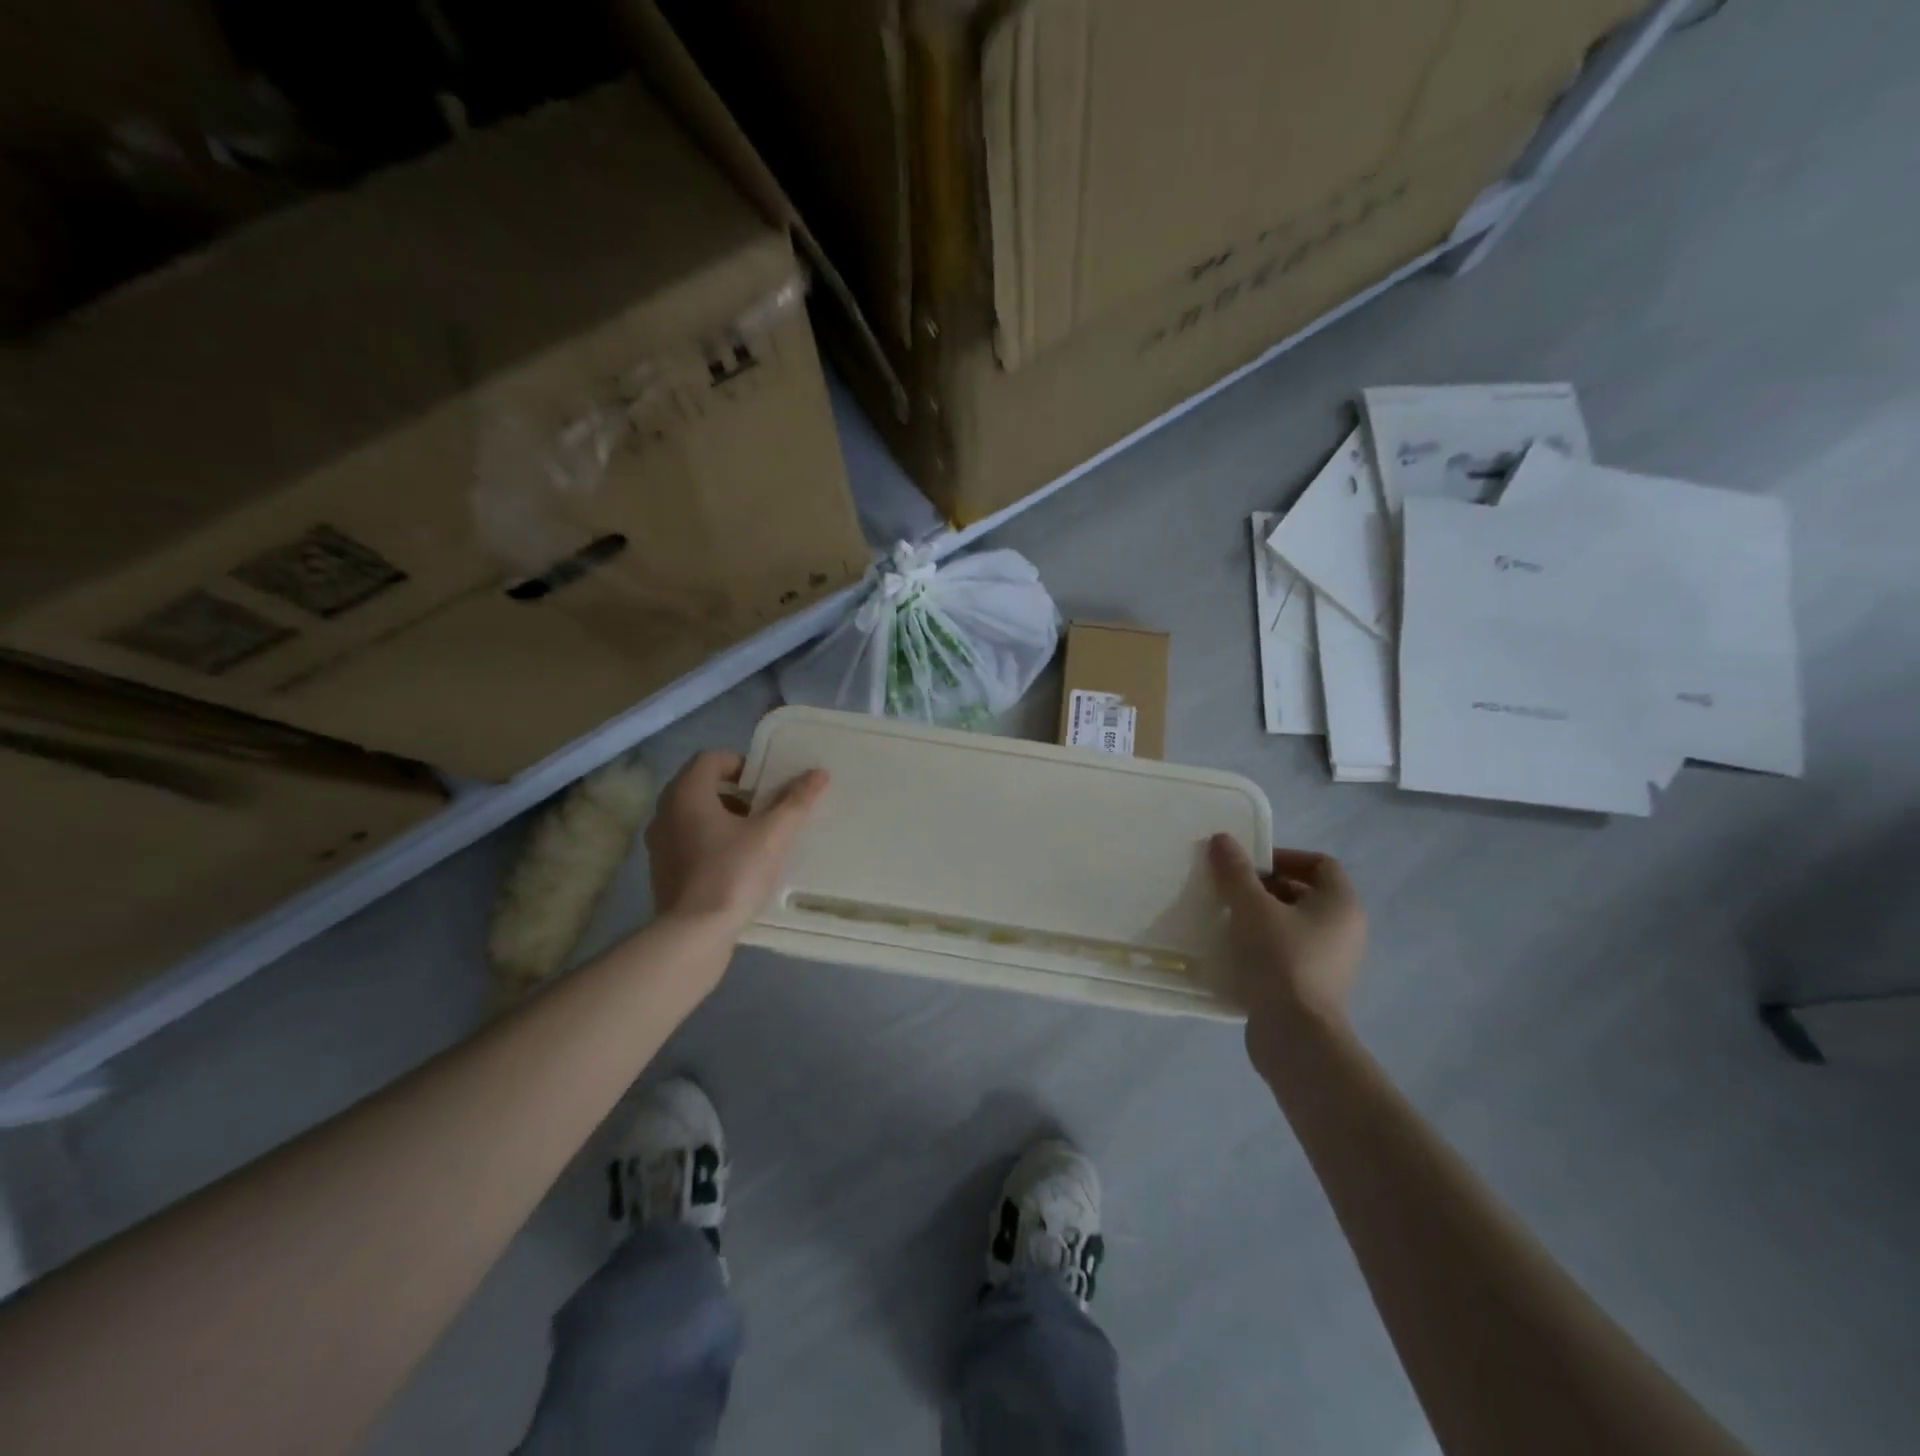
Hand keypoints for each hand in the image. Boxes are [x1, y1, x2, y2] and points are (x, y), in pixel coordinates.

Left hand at [646, 751, 828, 933]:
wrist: (694, 934)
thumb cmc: (733, 873)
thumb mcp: (773, 834)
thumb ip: (795, 801)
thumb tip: (818, 773)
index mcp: (687, 793)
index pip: (711, 759)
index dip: (742, 764)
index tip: (767, 783)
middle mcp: (665, 812)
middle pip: (701, 785)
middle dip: (735, 792)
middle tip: (765, 807)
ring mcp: (659, 843)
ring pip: (693, 814)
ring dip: (723, 816)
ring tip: (754, 835)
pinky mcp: (661, 871)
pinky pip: (687, 841)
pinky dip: (710, 841)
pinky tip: (736, 863)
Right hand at [1207, 835, 1366, 1069]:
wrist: (1295, 1036)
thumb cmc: (1280, 960)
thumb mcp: (1251, 907)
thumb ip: (1235, 871)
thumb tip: (1222, 839)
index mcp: (1341, 904)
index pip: (1319, 863)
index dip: (1283, 856)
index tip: (1247, 864)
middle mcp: (1344, 930)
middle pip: (1303, 892)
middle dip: (1264, 887)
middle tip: (1229, 890)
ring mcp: (1331, 961)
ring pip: (1292, 924)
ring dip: (1259, 916)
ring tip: (1225, 918)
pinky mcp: (1313, 987)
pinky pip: (1287, 952)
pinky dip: (1262, 945)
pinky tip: (1233, 951)